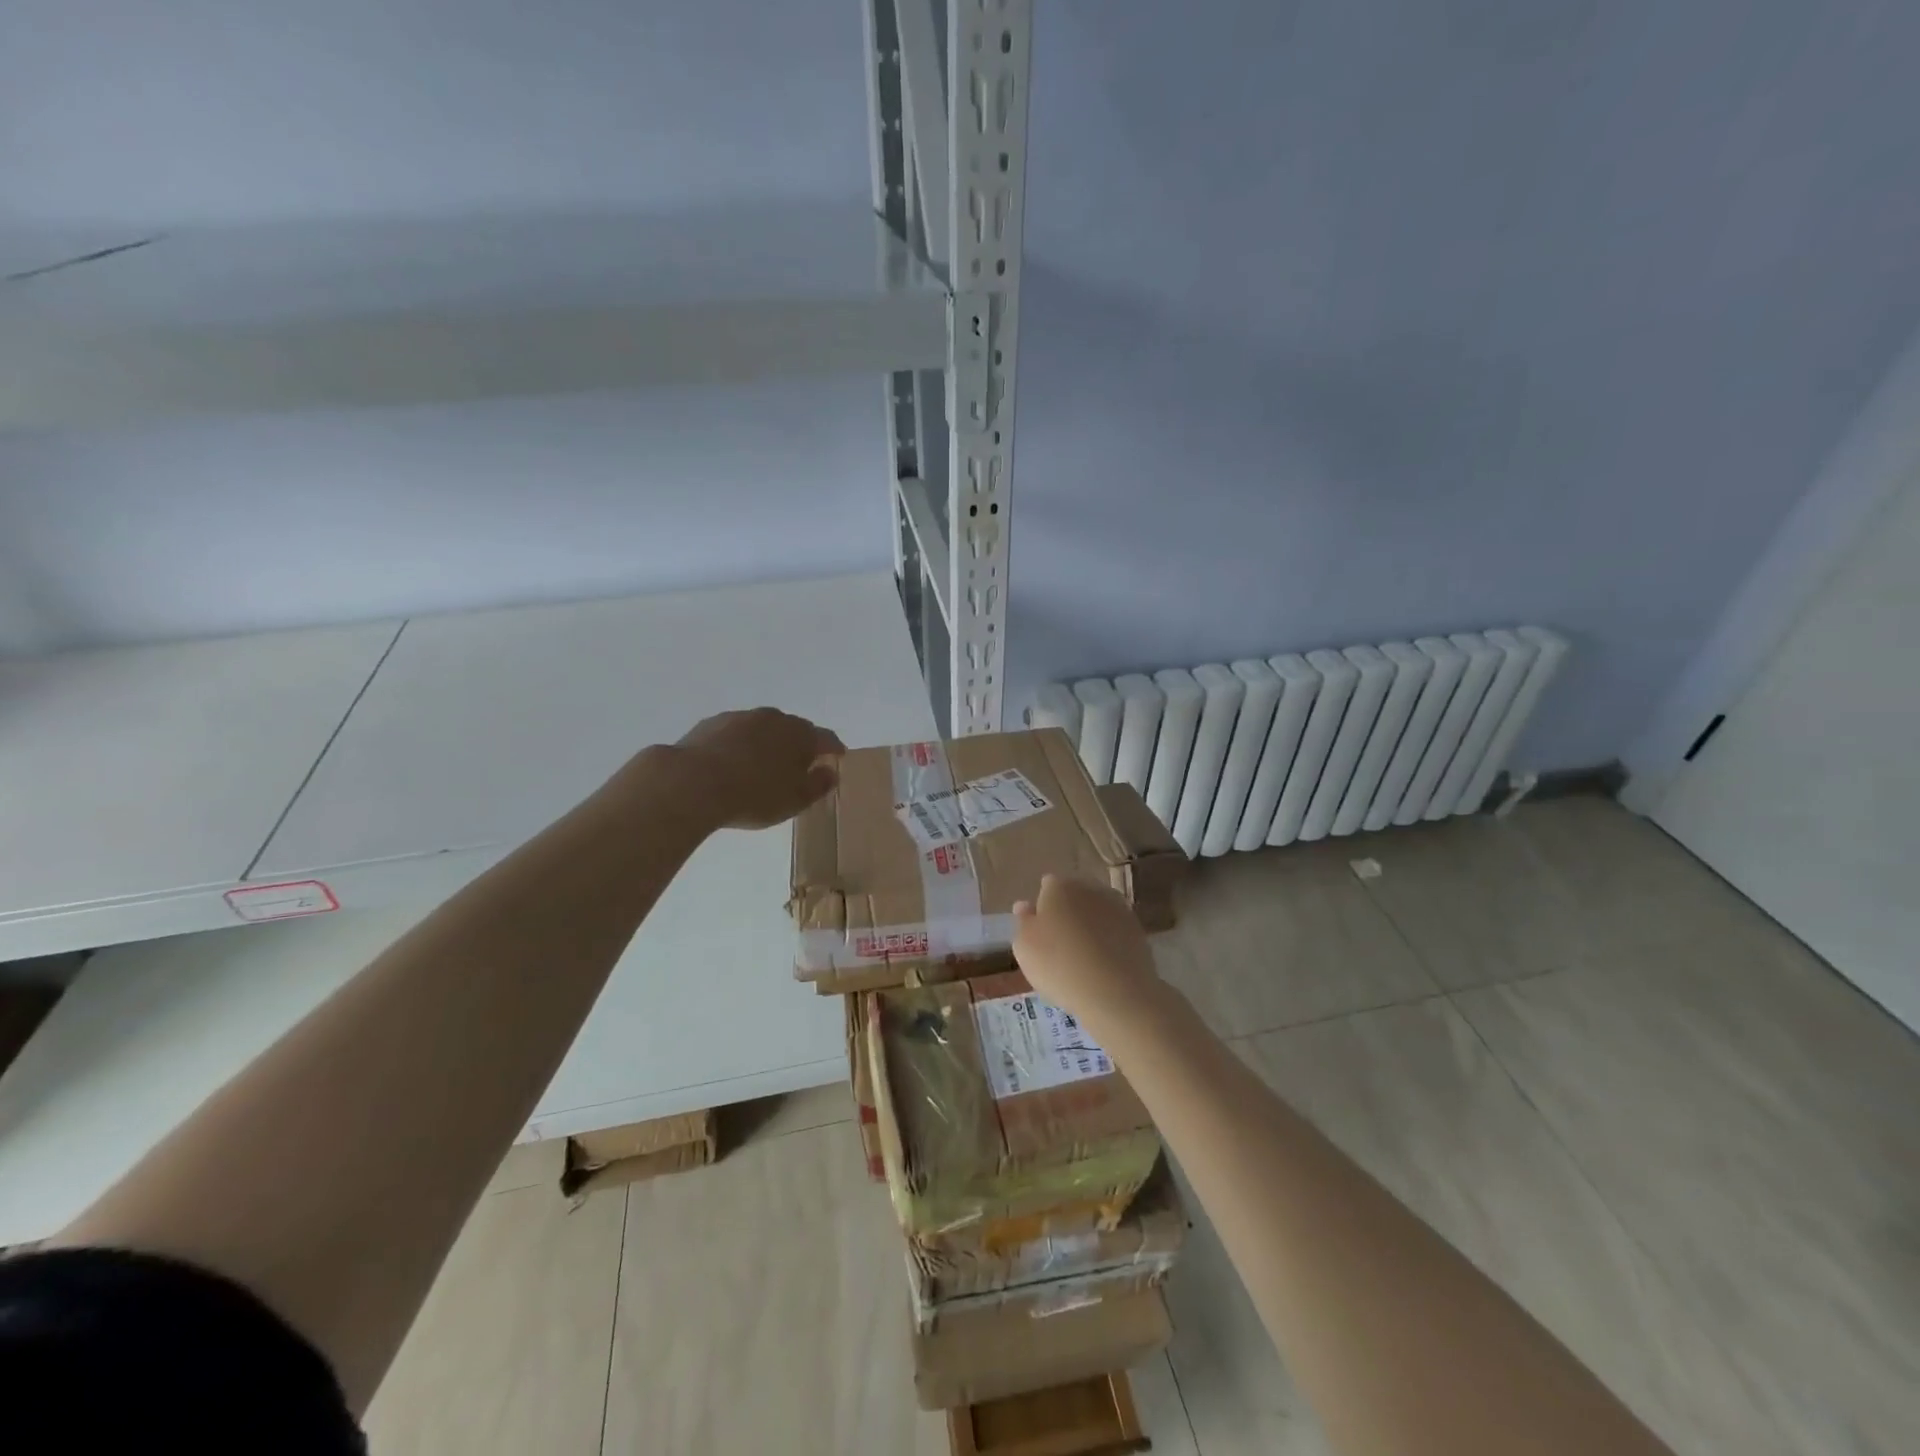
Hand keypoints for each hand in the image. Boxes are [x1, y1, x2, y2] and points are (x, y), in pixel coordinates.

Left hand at [667, 707, 845, 830]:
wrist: (692, 783)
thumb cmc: (754, 795)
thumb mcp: (795, 800)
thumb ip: (818, 785)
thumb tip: (831, 771)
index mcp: (800, 734)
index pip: (825, 737)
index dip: (833, 748)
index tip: (838, 757)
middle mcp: (773, 718)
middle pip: (793, 729)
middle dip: (799, 745)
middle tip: (797, 766)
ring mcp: (740, 717)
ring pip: (762, 729)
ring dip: (767, 743)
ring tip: (761, 767)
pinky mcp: (711, 724)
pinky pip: (735, 734)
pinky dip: (739, 746)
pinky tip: (731, 765)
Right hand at [1012, 874, 1165, 1032]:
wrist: (1115, 992)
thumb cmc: (1059, 966)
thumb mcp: (1024, 947)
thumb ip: (1023, 922)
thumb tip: (1025, 905)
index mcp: (1059, 886)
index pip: (1047, 886)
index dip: (1042, 907)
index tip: (1040, 932)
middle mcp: (1089, 887)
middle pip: (1073, 895)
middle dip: (1067, 911)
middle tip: (1060, 944)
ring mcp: (1116, 906)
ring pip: (1095, 911)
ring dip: (1089, 925)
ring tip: (1082, 957)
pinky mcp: (1136, 927)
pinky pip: (1113, 929)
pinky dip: (1108, 939)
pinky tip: (1102, 962)